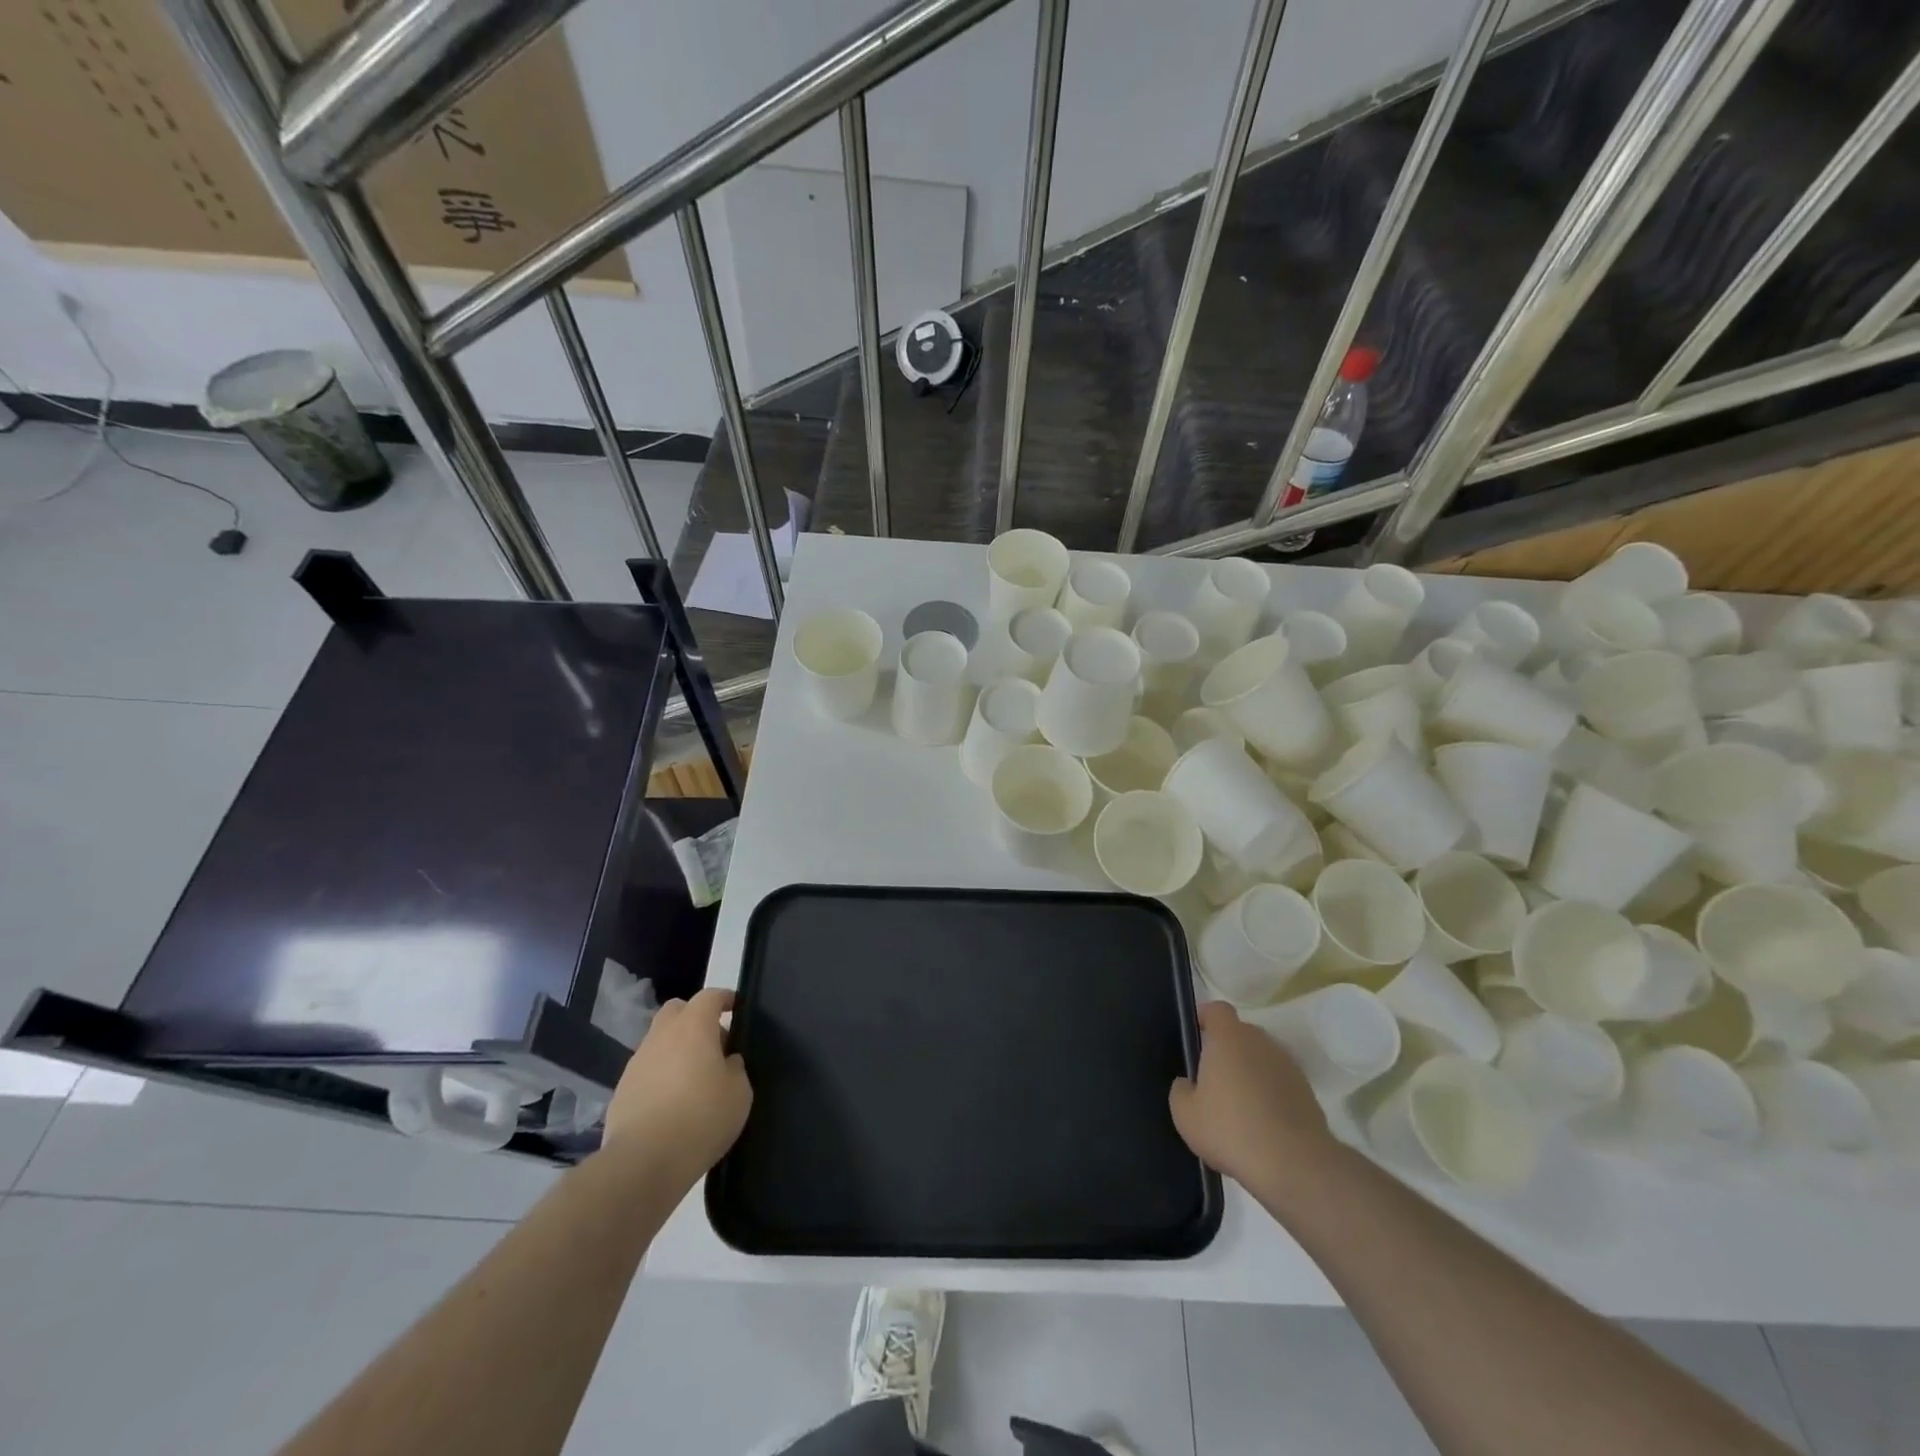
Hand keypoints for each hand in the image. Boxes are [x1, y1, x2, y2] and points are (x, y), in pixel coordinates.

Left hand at [603, 987, 752, 1193]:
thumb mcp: (739, 1093)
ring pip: (659, 1041)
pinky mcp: (621, 1091)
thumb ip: (735, 1068)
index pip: (710, 996)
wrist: (643, 1162)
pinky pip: (647, 1071)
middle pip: (677, 1011)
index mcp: (693, 1027)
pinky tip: (672, 1103)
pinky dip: (661, 1077)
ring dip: (676, 1050)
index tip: (736, 1008)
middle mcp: (661, 1036)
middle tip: (713, 1043)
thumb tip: (726, 1061)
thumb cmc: (701, 1118)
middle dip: (695, 1018)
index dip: (725, 999)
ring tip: (693, 1079)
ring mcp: (637, 1063)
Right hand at [1170, 1001, 1335, 1198]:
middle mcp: (1260, 1042)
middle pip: (1240, 1034)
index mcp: (1229, 1037)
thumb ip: (1181, 1090)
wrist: (1294, 1164)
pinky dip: (1270, 1094)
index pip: (1217, 1009)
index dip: (1205, 1018)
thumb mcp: (1185, 1115)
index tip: (1196, 1035)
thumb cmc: (1230, 1129)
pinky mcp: (1307, 1092)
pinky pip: (1280, 1083)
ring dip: (1250, 1073)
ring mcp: (1288, 1066)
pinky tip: (1261, 1125)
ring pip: (1261, 1059)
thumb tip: (1189, 1084)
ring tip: (1238, 1107)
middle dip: (1227, 1049)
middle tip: (1212, 1079)